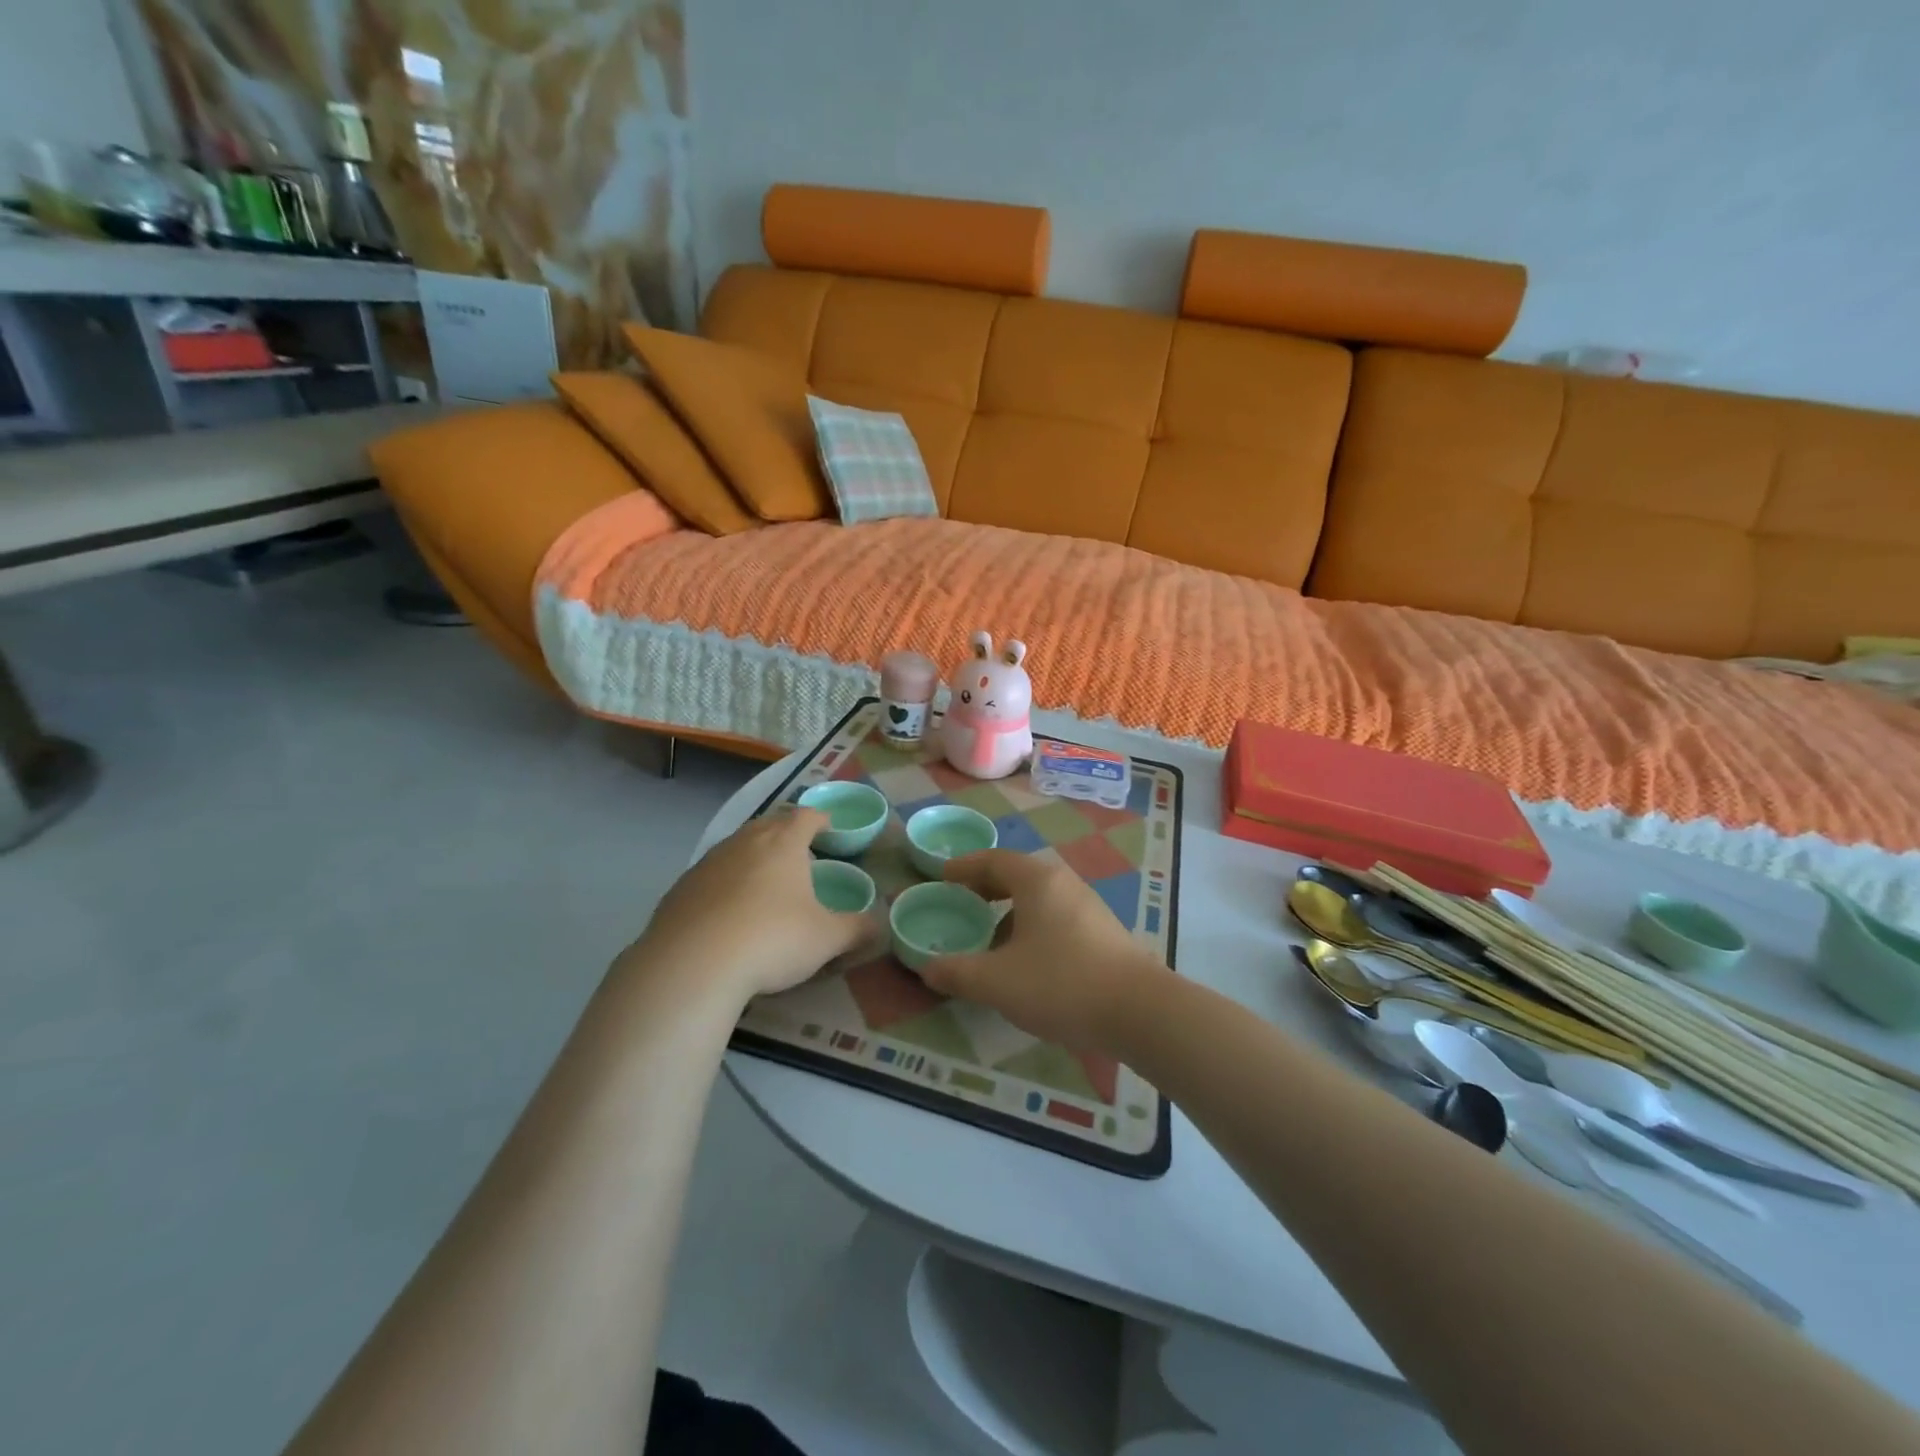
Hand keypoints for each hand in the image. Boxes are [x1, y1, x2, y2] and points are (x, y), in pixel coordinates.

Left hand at [621, 809, 870, 1003]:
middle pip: (769, 824)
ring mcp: (708, 863)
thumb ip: (856, 929)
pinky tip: (727, 912)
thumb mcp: (826, 939)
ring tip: (764, 882)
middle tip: (799, 853)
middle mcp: (744, 842)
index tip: (828, 828)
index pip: (805, 816)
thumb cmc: (772, 939)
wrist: (693, 964)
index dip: (820, 819)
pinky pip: (711, 876)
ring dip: (753, 856)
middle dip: (785, 833)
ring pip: (736, 847)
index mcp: (783, 843)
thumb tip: (879, 926)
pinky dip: (724, 884)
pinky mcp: (680, 889)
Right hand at [921, 850, 1163, 1050]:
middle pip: (1017, 874)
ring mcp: (1088, 906)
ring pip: (1039, 898)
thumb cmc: (1061, 983)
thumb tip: (928, 968)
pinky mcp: (1103, 932)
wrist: (1139, 1011)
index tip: (942, 876)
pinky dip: (1032, 926)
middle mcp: (1064, 883)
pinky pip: (1056, 916)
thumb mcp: (998, 982)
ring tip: (990, 938)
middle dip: (986, 886)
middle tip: (961, 902)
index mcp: (1037, 881)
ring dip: (1010, 910)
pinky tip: (1027, 961)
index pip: (993, 860)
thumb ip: (957, 972)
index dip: (964, 867)